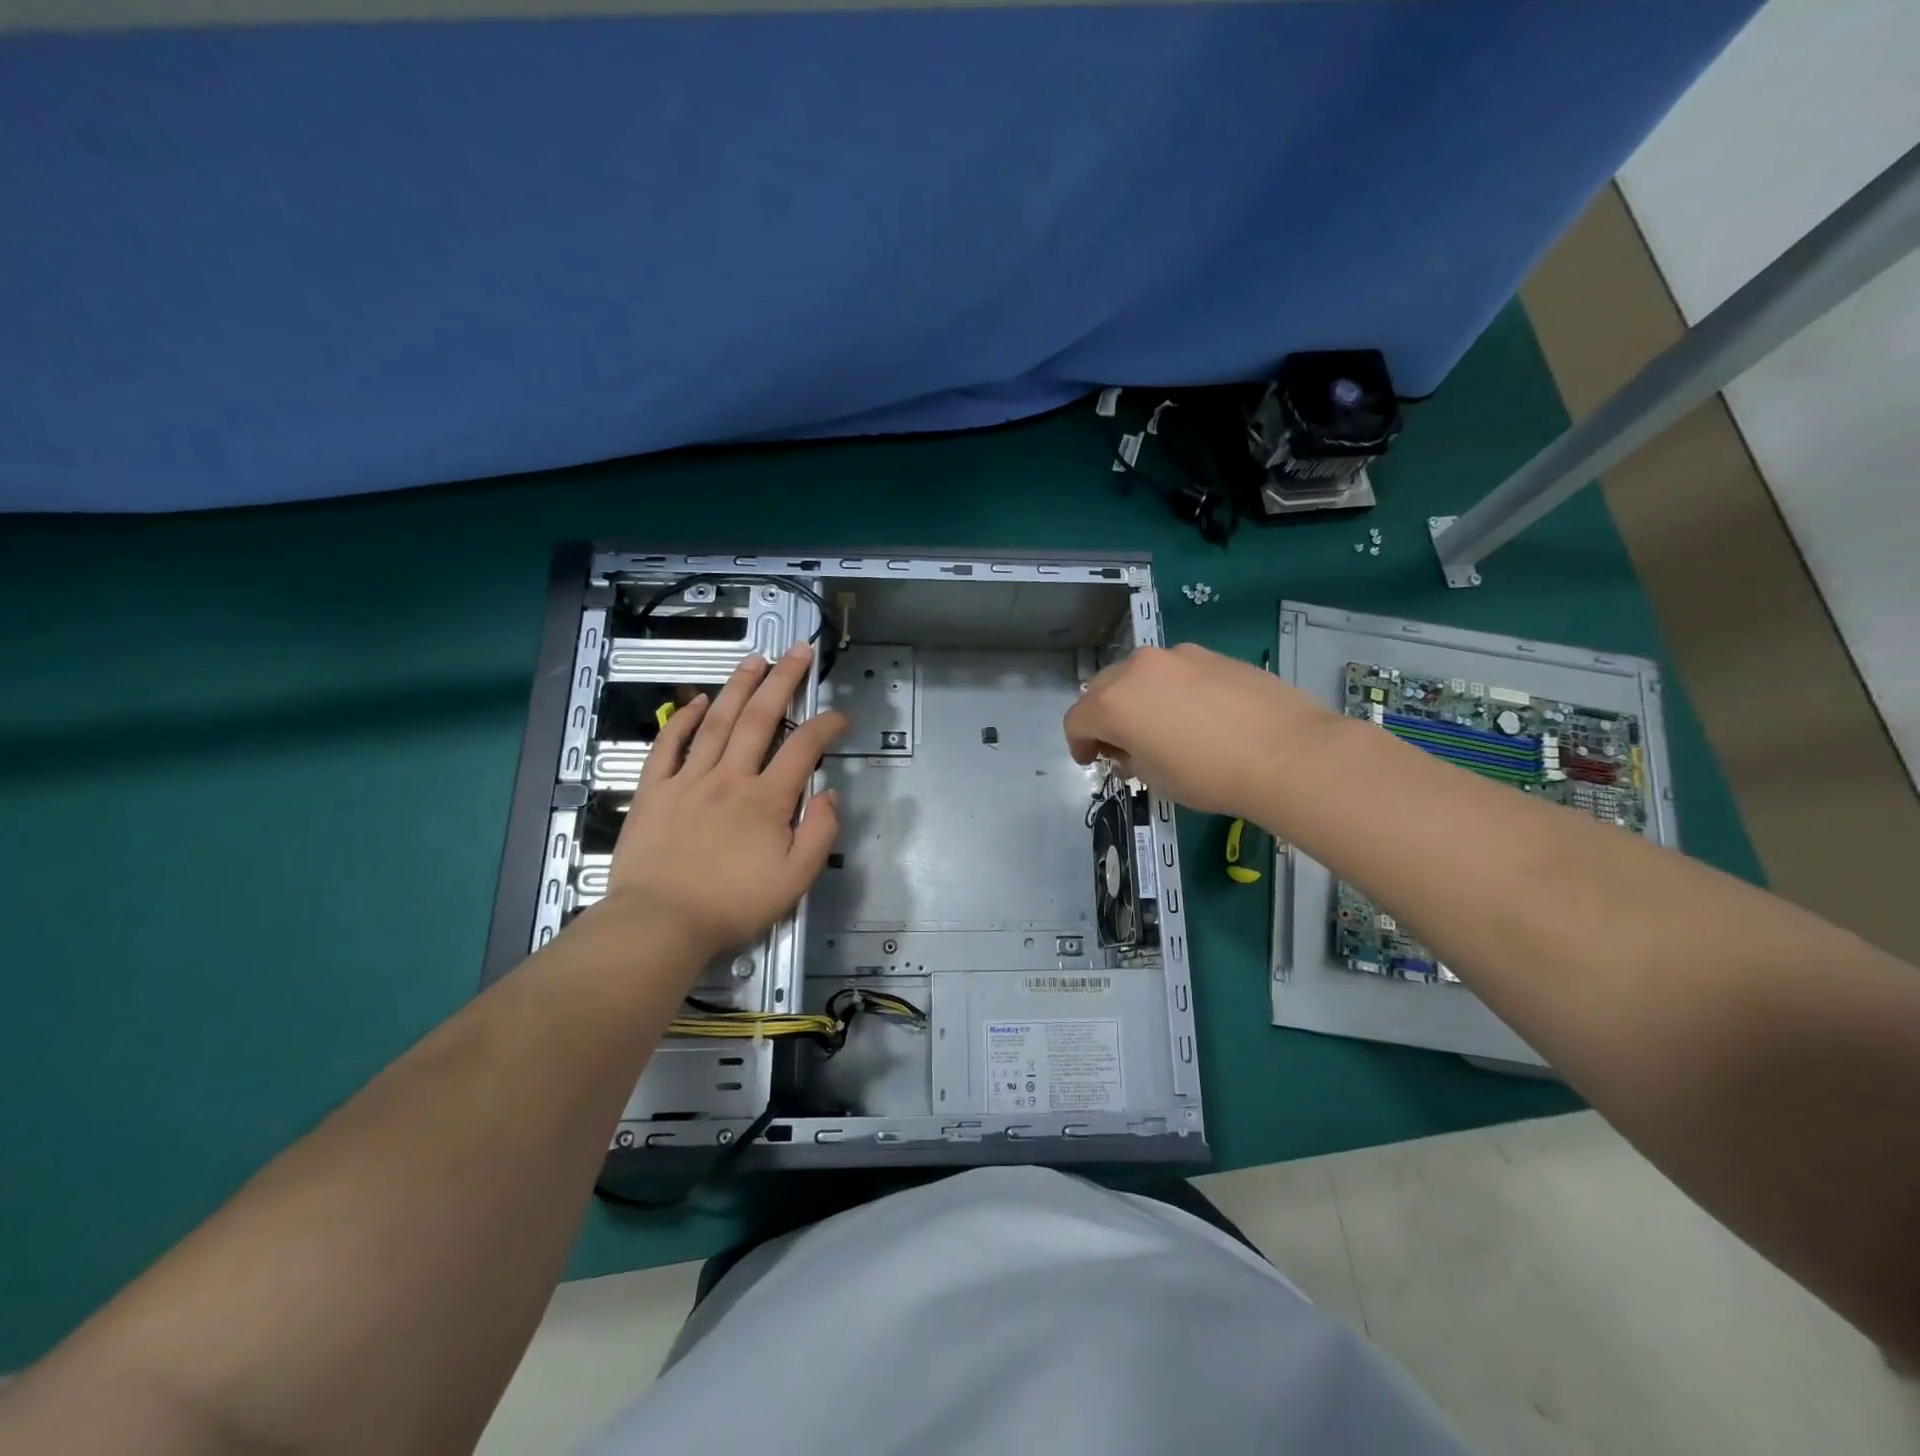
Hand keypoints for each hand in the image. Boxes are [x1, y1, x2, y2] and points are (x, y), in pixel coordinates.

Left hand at [600, 644, 845, 964]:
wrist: (659, 923)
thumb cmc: (732, 905)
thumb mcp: (795, 881)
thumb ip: (820, 834)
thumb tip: (829, 794)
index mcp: (767, 800)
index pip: (804, 749)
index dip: (826, 726)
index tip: (840, 716)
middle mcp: (730, 778)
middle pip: (761, 718)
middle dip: (783, 680)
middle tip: (798, 651)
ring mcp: (689, 779)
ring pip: (718, 722)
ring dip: (739, 686)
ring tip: (755, 659)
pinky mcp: (655, 789)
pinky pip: (670, 745)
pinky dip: (685, 719)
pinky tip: (700, 701)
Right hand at [1063, 643, 1340, 816]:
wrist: (1288, 753)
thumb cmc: (1209, 776)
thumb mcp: (1155, 779)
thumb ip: (1129, 758)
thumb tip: (1130, 749)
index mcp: (1114, 703)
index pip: (1076, 720)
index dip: (1079, 744)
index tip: (1093, 761)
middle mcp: (1138, 669)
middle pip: (1102, 689)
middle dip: (1104, 717)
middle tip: (1122, 746)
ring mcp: (1177, 656)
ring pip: (1139, 675)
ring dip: (1136, 699)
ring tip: (1161, 727)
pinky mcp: (1210, 654)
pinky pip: (1174, 671)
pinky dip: (1170, 689)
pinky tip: (1197, 715)